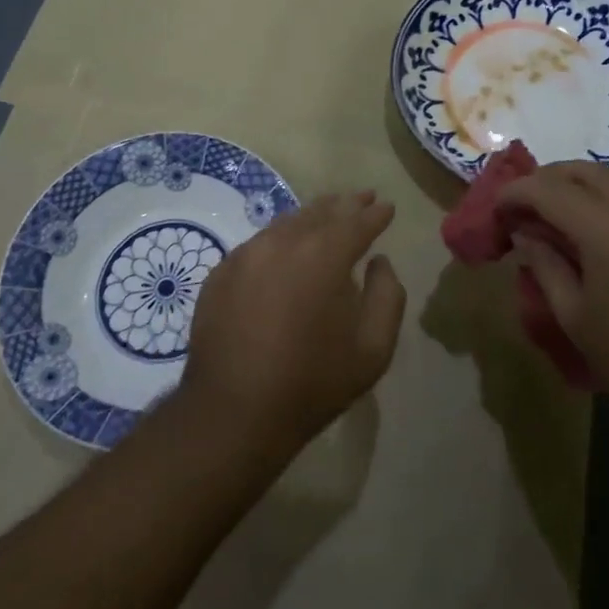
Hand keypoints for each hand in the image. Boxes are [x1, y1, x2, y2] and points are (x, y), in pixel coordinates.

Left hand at [181, 191, 406, 454]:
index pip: (357, 221)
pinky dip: (280, 238)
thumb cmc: (312, 382)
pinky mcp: (221, 272)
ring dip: (312, 216)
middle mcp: (284, 242)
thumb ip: (387, 296)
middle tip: (362, 198)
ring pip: (287, 223)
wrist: (233, 411)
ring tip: (327, 214)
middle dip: (345, 204)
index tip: (387, 206)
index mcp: (324, 255)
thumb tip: (380, 262)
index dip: (376, 213)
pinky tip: (285, 248)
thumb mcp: (372, 349)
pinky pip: (259, 244)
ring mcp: (247, 254)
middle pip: (320, 212)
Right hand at [497, 164, 608, 441]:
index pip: (546, 188)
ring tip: (557, 219)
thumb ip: (546, 265)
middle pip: (584, 170)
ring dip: (580, 188)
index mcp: (605, 226)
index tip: (495, 212)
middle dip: (547, 180)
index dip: (514, 194)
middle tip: (524, 207)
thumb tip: (526, 235)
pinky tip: (599, 238)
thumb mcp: (576, 317)